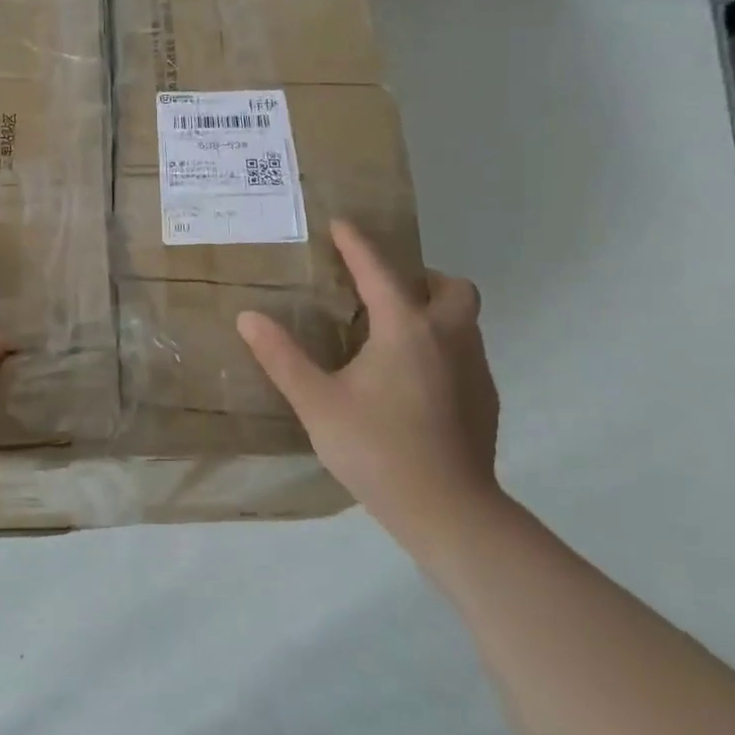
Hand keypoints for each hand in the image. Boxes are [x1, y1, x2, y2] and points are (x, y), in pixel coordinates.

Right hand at [236, 219, 501, 554]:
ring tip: (393, 337)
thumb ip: (282, 357)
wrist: (448, 510)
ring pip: (464, 320)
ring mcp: (474, 369)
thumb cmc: (376, 449)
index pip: (379, 271)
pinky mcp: (486, 400)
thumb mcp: (317, 403)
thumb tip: (248, 317)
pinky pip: (466, 353)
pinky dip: (443, 348)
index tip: (341, 224)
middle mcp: (449, 338)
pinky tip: (414, 383)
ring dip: (434, 313)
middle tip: (384, 294)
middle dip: (421, 278)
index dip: (357, 244)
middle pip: (450, 287)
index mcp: (406, 329)